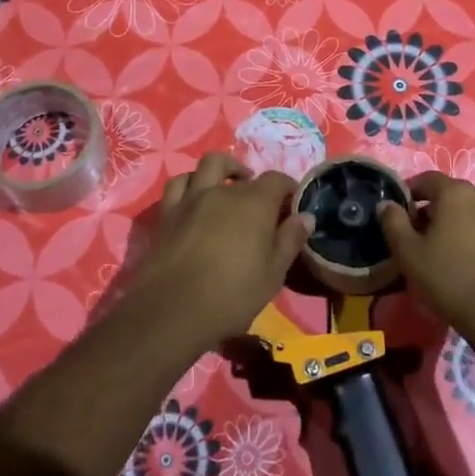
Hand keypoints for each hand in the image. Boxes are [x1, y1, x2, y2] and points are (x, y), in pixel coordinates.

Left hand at [123, 153, 312, 350]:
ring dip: (224, 169)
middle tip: (262, 205)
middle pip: (243, 176)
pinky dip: (191, 183)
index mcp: (254, 203)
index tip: (293, 203)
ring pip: (208, 165)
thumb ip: (290, 240)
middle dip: (257, 185)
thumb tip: (306, 216)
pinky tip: (196, 196)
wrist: (174, 310)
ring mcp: (193, 198)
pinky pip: (178, 184)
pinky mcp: (168, 212)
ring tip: (230, 184)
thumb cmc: (232, 295)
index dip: (288, 188)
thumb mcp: (273, 274)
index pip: (277, 180)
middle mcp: (223, 191)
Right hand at [378, 173, 474, 340]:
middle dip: (429, 210)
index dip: (408, 193)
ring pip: (466, 211)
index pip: (426, 179)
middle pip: (448, 195)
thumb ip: (393, 222)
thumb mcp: (408, 252)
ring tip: (436, 250)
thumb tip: (387, 204)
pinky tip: (458, 259)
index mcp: (457, 192)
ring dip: (449, 223)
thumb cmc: (448, 278)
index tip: (396, 214)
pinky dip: (468, 234)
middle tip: (413, 236)